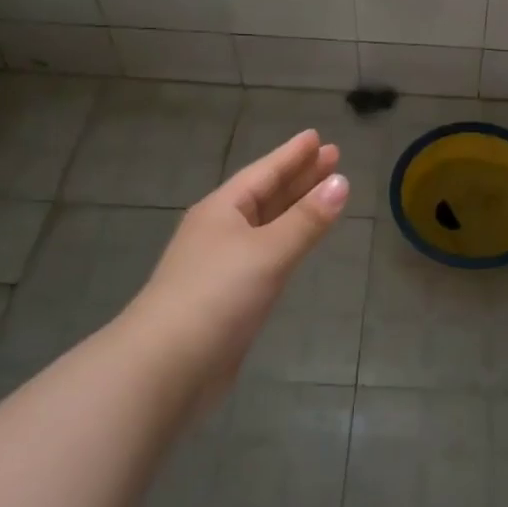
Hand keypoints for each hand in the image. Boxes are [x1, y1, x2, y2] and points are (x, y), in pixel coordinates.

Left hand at [130, 129, 349, 404]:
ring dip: (294, 208)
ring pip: (266, 225)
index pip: (264, 172)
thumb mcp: (267, 251)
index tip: (319, 137)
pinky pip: (265, 255)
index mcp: (222, 210)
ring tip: (324, 193)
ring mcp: (221, 265)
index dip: (293, 154)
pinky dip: (287, 242)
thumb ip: (307, 219)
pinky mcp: (227, 298)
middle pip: (266, 195)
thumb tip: (342, 182)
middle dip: (299, 177)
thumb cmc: (215, 296)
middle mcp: (220, 231)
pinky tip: (298, 244)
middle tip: (333, 158)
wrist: (165, 369)